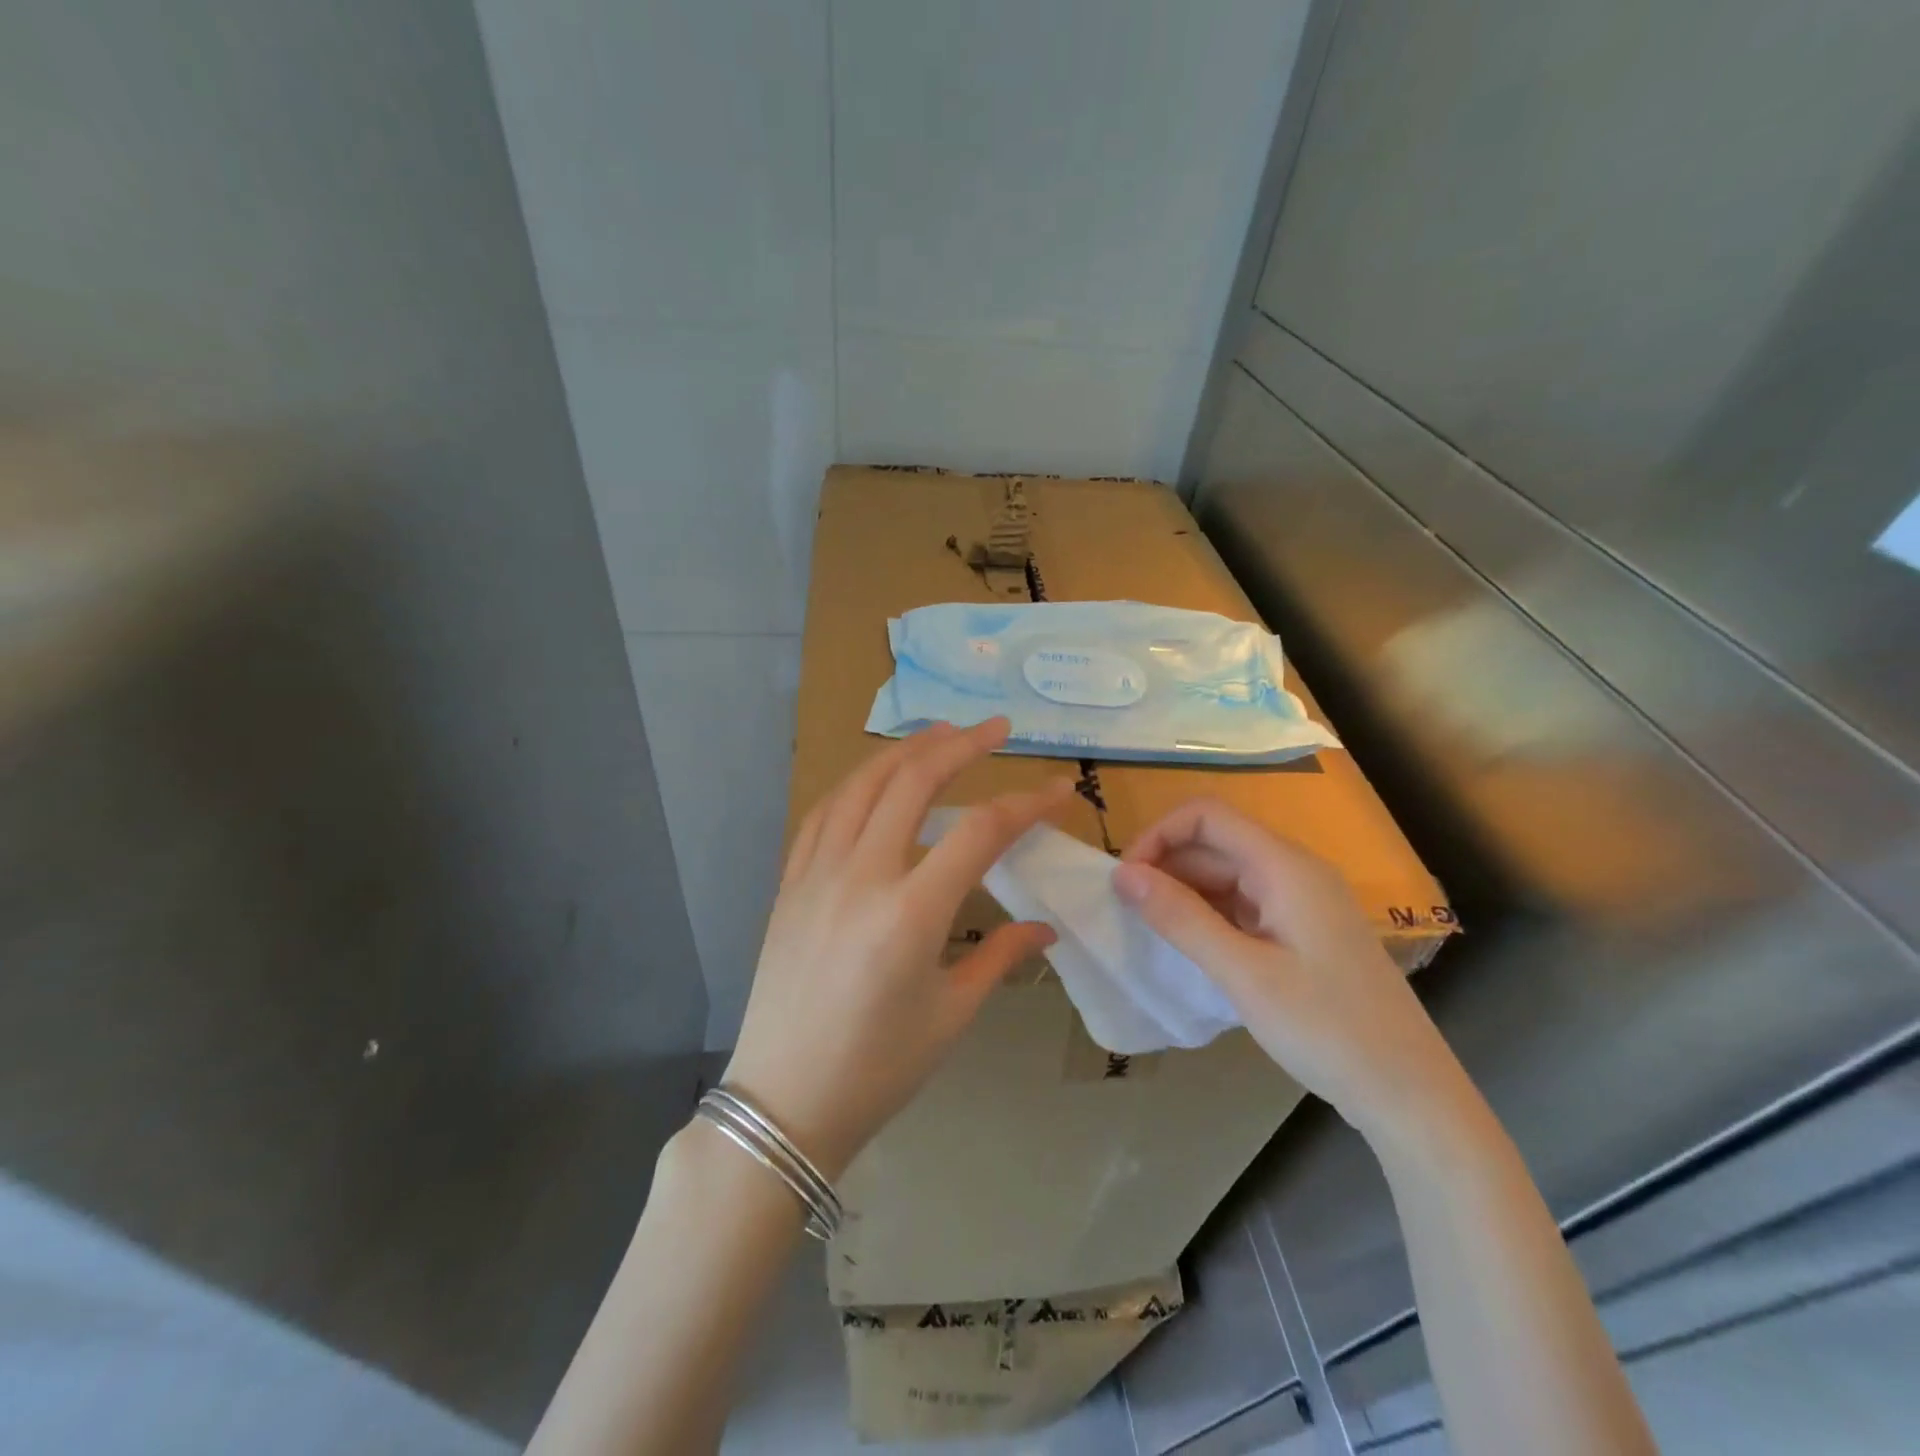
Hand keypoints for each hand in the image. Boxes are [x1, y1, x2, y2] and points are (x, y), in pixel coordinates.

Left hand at [723, 719, 1075, 1180]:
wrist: (783, 1101)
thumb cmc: (878, 1069)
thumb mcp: (951, 1015)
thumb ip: (1001, 957)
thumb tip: (1046, 928)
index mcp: (910, 914)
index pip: (979, 832)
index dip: (1025, 804)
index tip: (1059, 791)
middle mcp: (860, 876)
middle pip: (912, 781)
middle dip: (960, 744)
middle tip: (996, 728)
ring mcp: (816, 874)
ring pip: (861, 784)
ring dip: (904, 750)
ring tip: (940, 734)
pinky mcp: (790, 883)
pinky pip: (824, 813)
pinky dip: (857, 783)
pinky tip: (876, 779)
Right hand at [1112, 798, 1465, 1142]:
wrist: (1409, 1093)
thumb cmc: (1327, 1028)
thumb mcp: (1243, 973)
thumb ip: (1180, 918)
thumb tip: (1122, 875)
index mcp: (1285, 867)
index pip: (1206, 816)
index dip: (1158, 835)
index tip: (1126, 879)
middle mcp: (1293, 872)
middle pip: (1215, 844)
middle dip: (1165, 867)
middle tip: (1128, 912)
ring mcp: (1300, 903)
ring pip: (1226, 876)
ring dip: (1184, 894)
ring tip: (1151, 932)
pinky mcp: (1301, 932)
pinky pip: (1242, 906)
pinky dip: (1208, 917)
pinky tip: (1189, 948)